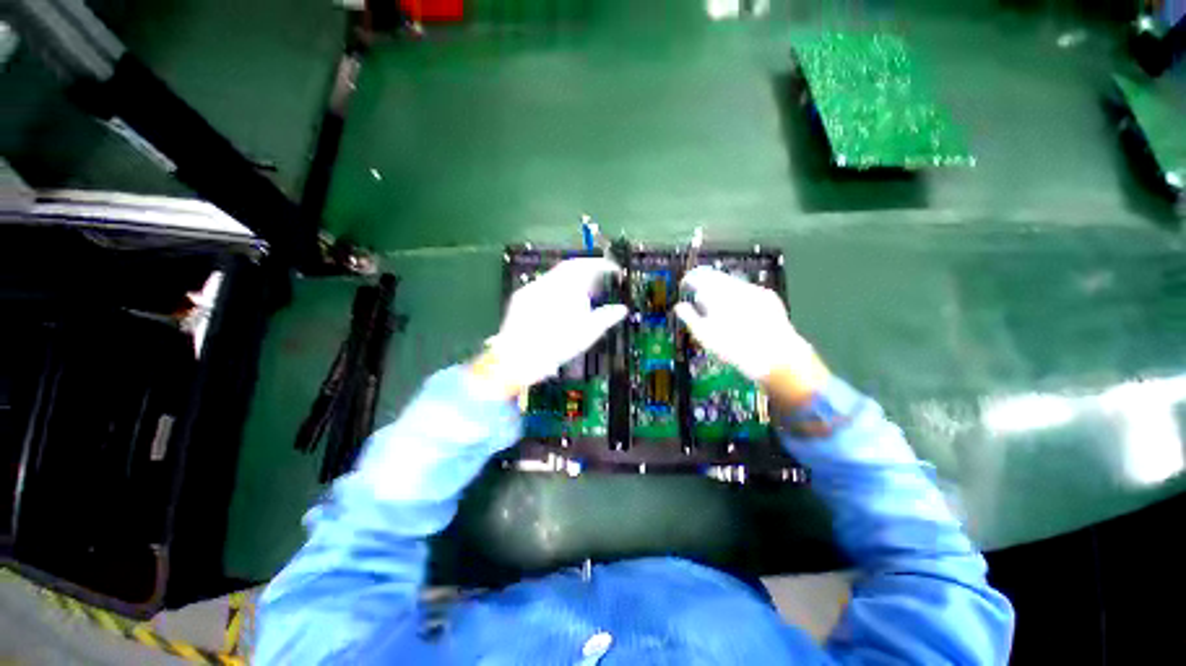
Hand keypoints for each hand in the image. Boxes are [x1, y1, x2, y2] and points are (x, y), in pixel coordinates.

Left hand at [470, 258, 627, 399]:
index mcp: (564, 288)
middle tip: (599, 283)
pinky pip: (543, 286)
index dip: (601, 264)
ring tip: (582, 297)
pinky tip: (560, 305)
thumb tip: (622, 309)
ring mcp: (530, 289)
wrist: (516, 360)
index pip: (584, 265)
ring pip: (556, 277)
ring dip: (572, 282)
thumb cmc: (554, 347)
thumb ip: (606, 318)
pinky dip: (557, 290)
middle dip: (587, 272)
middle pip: (569, 267)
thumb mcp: (585, 334)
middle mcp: (546, 283)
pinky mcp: (520, 298)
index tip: (613, 270)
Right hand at [674, 267, 828, 405]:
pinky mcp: (768, 297)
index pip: (698, 277)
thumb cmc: (733, 347)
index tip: (685, 285)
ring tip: (718, 303)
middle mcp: (734, 286)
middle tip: (700, 293)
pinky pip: (748, 290)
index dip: (689, 279)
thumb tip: (679, 306)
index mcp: (715, 294)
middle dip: (706, 282)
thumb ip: (689, 316)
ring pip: (732, 282)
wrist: (775, 356)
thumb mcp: (704, 335)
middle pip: (716, 276)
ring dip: (722, 288)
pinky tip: (739, 309)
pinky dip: (739, 295)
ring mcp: (753, 290)